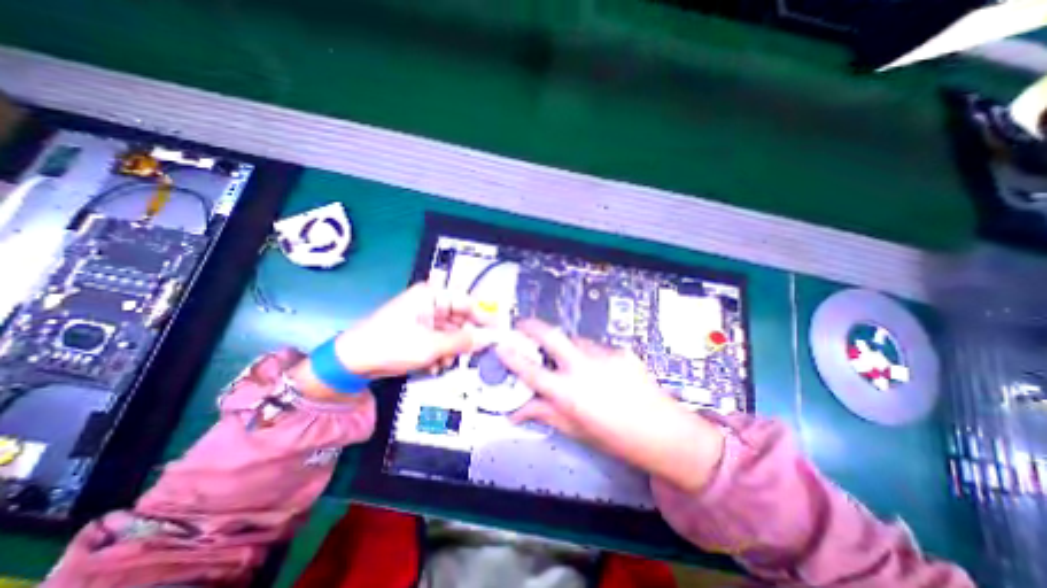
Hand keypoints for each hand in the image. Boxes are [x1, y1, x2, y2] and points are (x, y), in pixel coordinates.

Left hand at [290, 282, 494, 398]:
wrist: (352, 362)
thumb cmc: (390, 345)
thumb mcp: (431, 345)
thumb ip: (463, 341)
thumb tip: (489, 338)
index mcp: (432, 295)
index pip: (468, 302)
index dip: (484, 318)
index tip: (497, 333)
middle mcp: (430, 303)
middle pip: (461, 319)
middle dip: (463, 339)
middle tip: (470, 355)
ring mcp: (425, 317)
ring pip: (452, 332)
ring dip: (451, 350)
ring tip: (443, 363)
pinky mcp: (420, 331)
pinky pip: (441, 339)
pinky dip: (441, 353)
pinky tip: (433, 365)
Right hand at [498, 319, 730, 492]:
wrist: (664, 432)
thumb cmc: (615, 438)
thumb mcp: (575, 429)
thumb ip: (544, 413)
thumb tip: (516, 411)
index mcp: (569, 394)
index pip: (531, 371)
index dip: (512, 357)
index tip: (501, 346)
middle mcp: (584, 369)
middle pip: (552, 336)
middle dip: (532, 326)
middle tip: (523, 325)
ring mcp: (604, 356)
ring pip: (575, 340)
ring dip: (566, 346)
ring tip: (572, 361)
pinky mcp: (620, 351)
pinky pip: (596, 347)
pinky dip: (590, 355)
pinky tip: (600, 371)